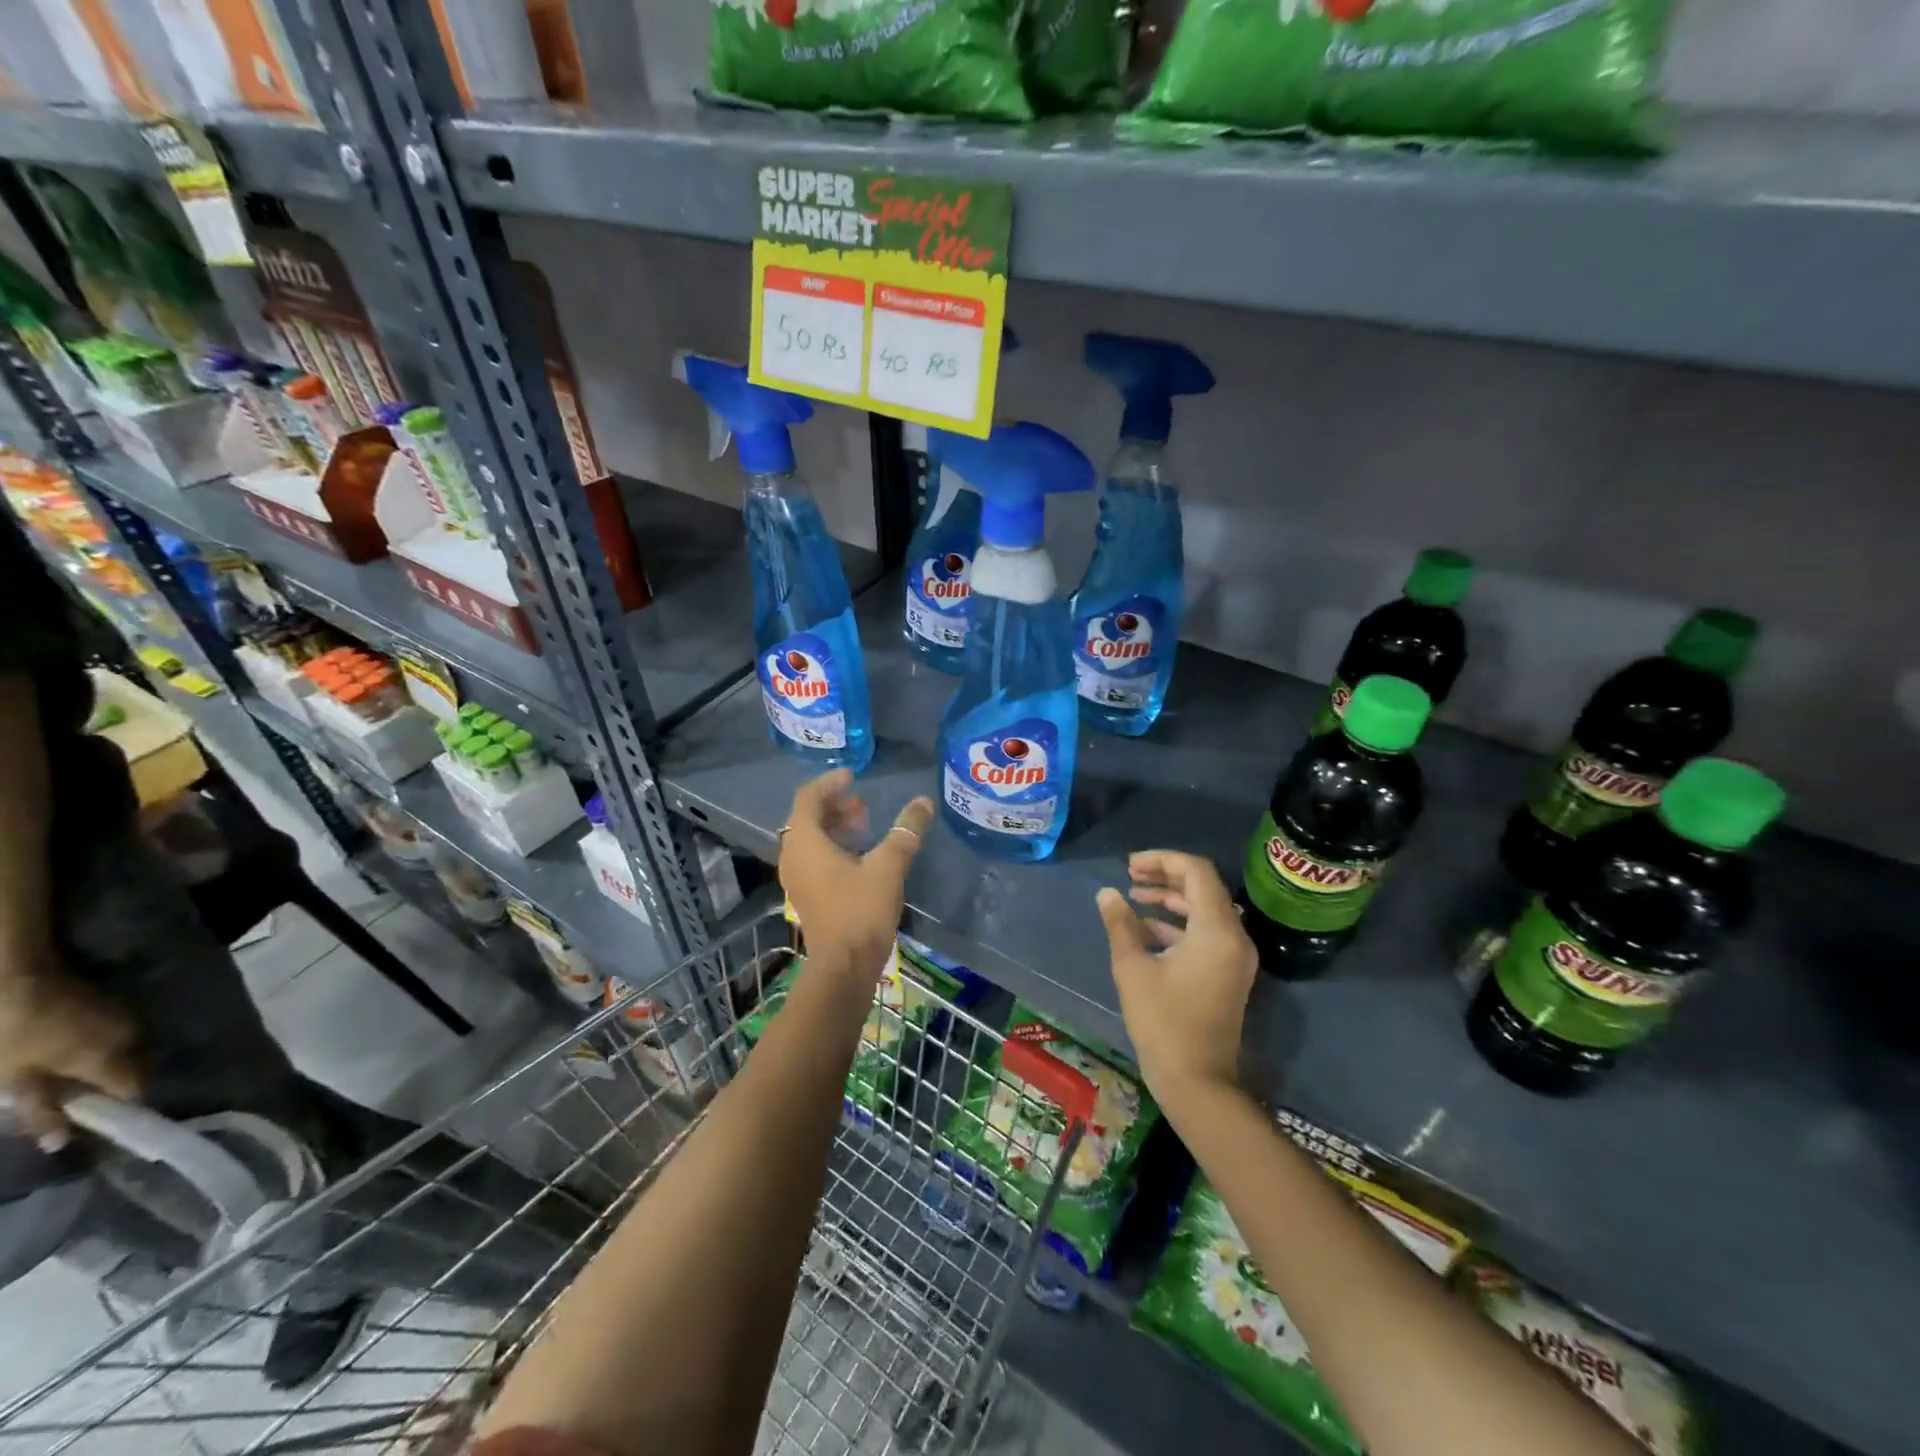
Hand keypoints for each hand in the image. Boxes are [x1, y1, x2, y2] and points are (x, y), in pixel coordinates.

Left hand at [0, 948, 139, 1146]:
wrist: (16, 981)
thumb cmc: (12, 1036)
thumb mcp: (15, 1080)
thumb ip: (41, 1111)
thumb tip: (60, 1144)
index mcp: (111, 1059)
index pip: (135, 1090)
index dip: (120, 1109)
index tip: (97, 1123)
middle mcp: (131, 1039)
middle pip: (135, 1071)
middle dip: (110, 1088)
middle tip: (73, 1102)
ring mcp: (126, 1020)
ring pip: (126, 1053)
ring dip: (105, 1069)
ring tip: (68, 1078)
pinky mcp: (115, 1010)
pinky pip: (117, 1039)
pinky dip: (100, 1052)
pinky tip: (69, 1054)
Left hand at [779, 771, 934, 981]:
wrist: (844, 967)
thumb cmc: (861, 911)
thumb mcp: (889, 866)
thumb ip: (906, 831)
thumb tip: (923, 802)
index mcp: (805, 842)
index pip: (808, 798)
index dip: (830, 783)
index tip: (853, 777)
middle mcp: (792, 856)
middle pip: (807, 818)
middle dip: (835, 805)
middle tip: (863, 804)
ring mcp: (796, 878)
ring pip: (810, 839)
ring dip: (835, 827)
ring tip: (864, 825)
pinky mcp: (805, 895)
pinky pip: (813, 858)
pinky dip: (832, 847)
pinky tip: (859, 856)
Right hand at [1097, 851, 1256, 1109]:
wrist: (1198, 1083)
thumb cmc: (1163, 1022)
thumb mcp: (1133, 968)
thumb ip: (1120, 924)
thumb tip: (1107, 893)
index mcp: (1216, 929)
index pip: (1196, 871)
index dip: (1162, 859)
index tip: (1129, 865)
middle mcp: (1234, 936)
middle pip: (1202, 887)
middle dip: (1165, 876)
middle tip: (1129, 875)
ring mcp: (1234, 956)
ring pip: (1204, 909)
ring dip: (1170, 898)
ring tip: (1133, 897)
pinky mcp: (1228, 973)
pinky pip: (1205, 932)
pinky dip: (1177, 923)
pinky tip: (1145, 928)